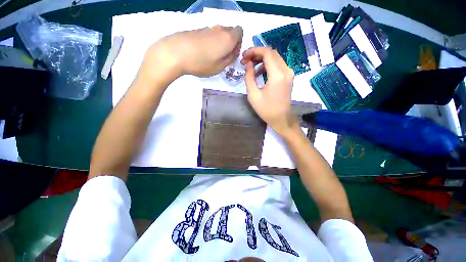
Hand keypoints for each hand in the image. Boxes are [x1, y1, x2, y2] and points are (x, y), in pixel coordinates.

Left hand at [140, 25, 242, 82]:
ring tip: (212, 56)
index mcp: (228, 38)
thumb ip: (230, 59)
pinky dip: (211, 42)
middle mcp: (220, 29)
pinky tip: (202, 52)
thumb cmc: (202, 63)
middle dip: (230, 43)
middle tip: (223, 56)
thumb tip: (233, 52)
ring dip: (220, 43)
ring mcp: (208, 28)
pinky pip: (210, 34)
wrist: (176, 53)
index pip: (240, 32)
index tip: (232, 54)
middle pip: (230, 32)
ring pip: (220, 33)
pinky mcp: (198, 30)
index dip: (239, 43)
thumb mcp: (220, 67)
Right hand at [241, 47, 296, 136]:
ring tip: (251, 66)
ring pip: (275, 58)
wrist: (281, 118)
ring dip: (262, 59)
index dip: (254, 51)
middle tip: (246, 60)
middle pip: (272, 53)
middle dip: (257, 54)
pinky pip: (278, 65)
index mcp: (277, 75)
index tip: (244, 55)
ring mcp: (289, 73)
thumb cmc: (266, 109)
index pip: (267, 53)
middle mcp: (286, 70)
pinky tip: (259, 72)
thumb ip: (249, 77)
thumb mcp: (253, 95)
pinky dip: (268, 65)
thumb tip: (248, 64)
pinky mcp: (289, 77)